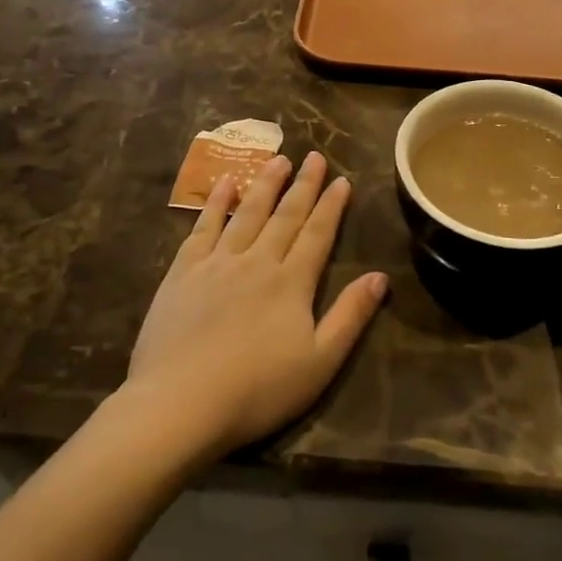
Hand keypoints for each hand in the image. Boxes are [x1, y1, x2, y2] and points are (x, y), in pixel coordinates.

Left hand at [124, 153, 386, 459]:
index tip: (342, 180)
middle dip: (302, 185)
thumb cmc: (257, 390)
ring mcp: (217, 263)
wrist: (181, 403)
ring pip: (247, 213)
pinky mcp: (183, 272)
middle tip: (313, 156)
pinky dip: (217, 203)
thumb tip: (380, 277)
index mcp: (291, 282)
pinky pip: (204, 227)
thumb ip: (350, 317)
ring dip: (265, 184)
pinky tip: (226, 184)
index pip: (317, 234)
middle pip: (285, 216)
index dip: (331, 206)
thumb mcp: (319, 363)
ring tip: (278, 159)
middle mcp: (257, 261)